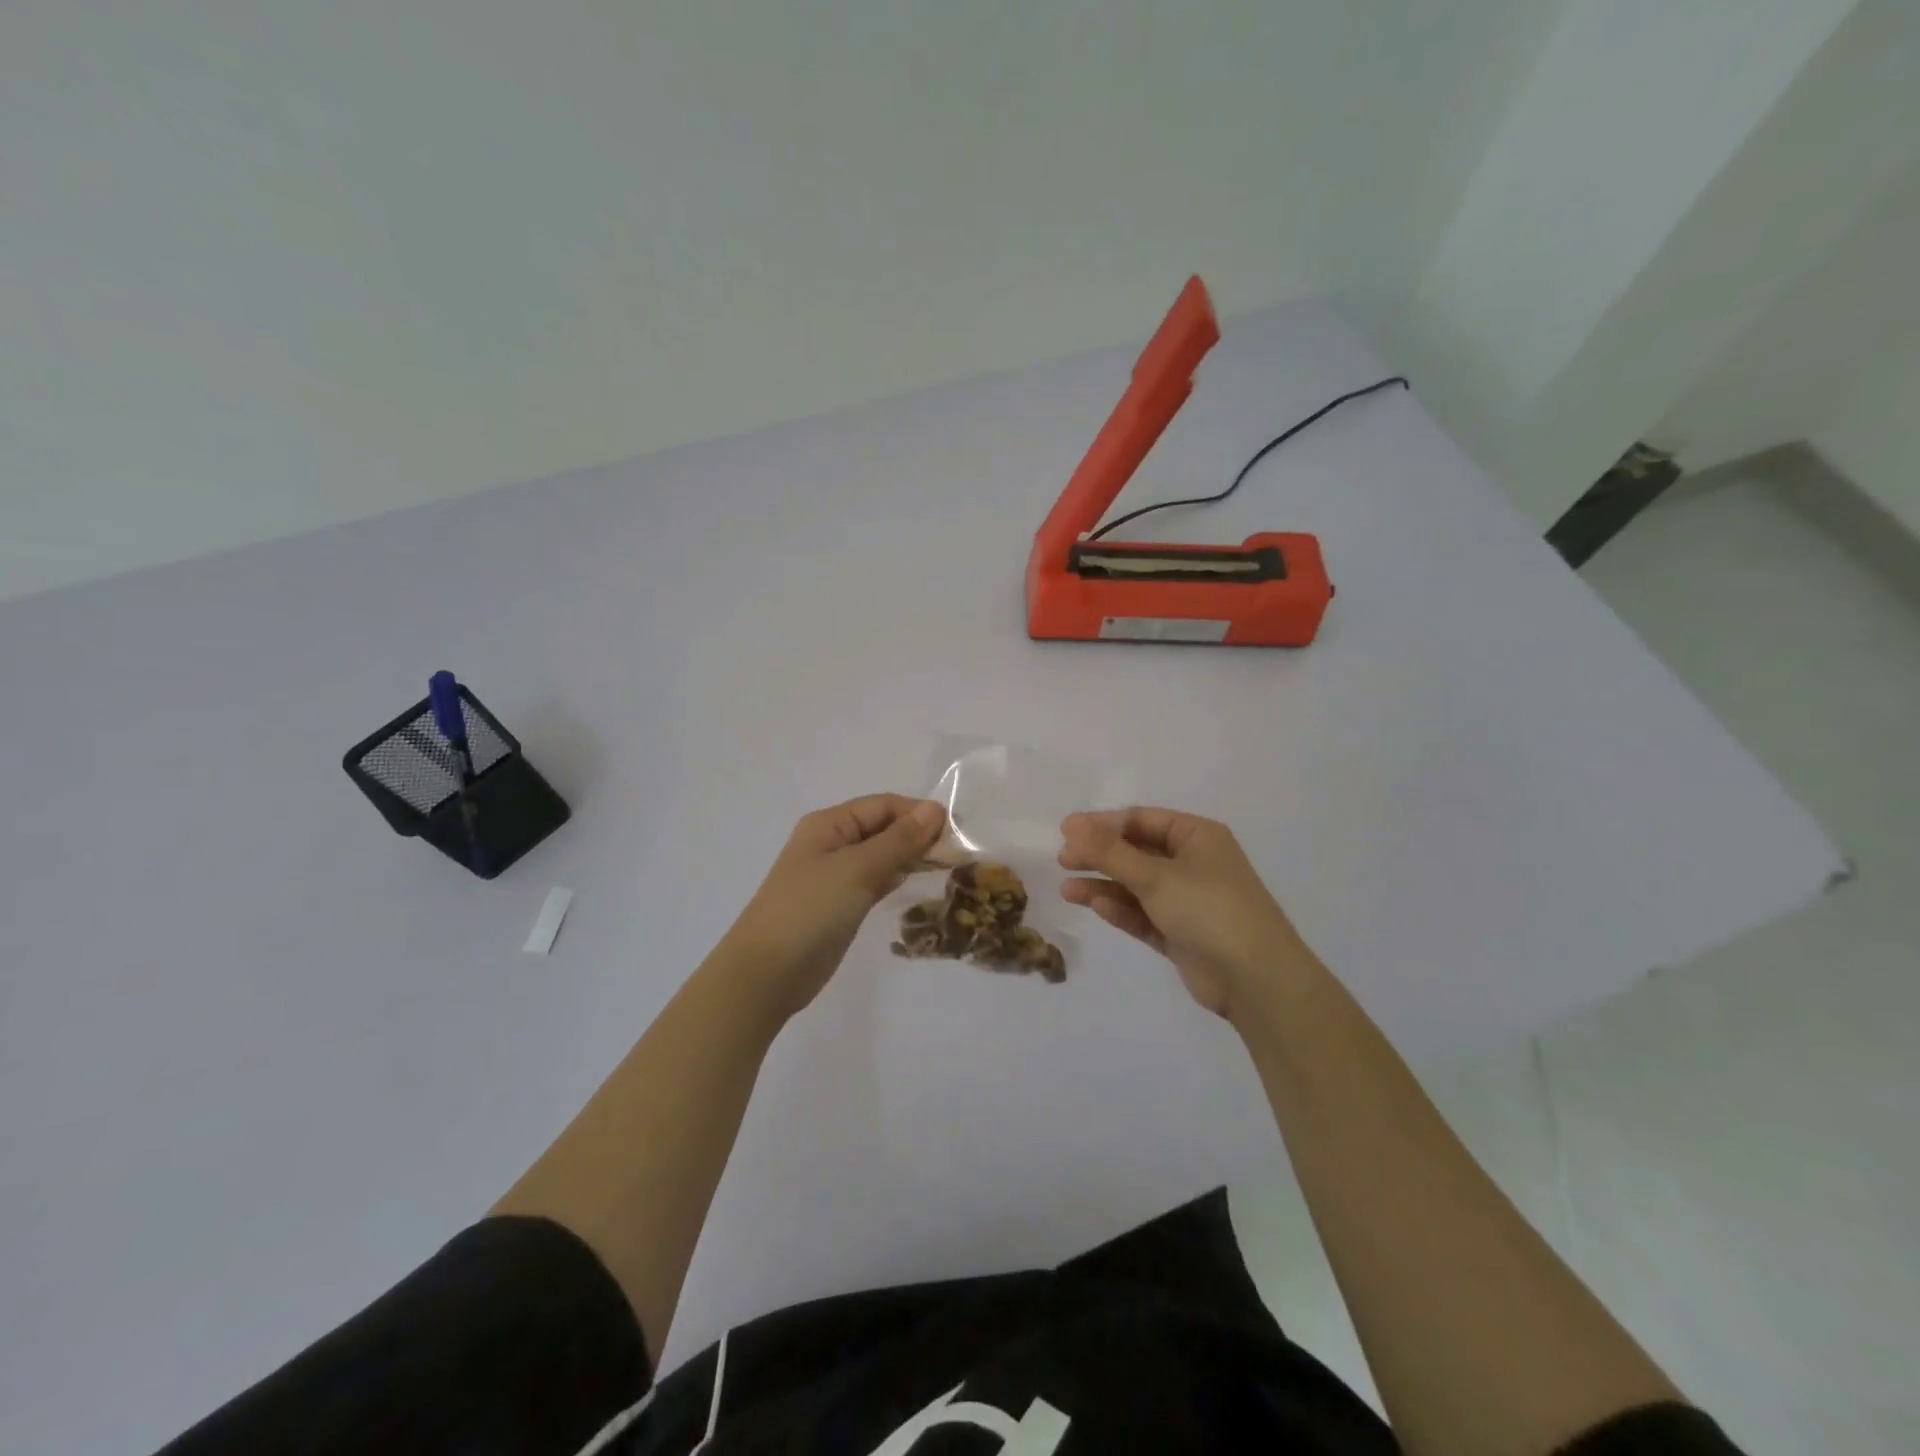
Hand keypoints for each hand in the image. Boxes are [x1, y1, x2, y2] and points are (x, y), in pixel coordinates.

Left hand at [722, 795, 946, 1020]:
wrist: (767, 973)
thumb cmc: (810, 910)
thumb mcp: (857, 869)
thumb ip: (898, 840)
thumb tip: (935, 809)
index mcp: (829, 824)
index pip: (883, 805)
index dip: (918, 813)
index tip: (956, 831)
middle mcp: (832, 843)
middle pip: (883, 828)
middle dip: (918, 835)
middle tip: (957, 853)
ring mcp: (836, 875)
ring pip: (882, 855)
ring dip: (911, 856)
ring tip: (948, 866)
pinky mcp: (842, 904)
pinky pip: (876, 880)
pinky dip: (897, 877)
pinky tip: (919, 881)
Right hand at [1059, 808, 1317, 1019]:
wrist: (1256, 980)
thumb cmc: (1209, 909)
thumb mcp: (1156, 875)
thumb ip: (1110, 852)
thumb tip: (1071, 824)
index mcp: (1196, 836)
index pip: (1141, 820)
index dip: (1102, 824)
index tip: (1066, 831)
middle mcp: (1193, 863)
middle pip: (1136, 851)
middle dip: (1100, 855)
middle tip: (1063, 860)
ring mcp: (1187, 900)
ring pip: (1136, 885)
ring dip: (1103, 884)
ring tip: (1067, 890)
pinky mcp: (1180, 933)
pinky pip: (1143, 914)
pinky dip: (1120, 909)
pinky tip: (1094, 905)